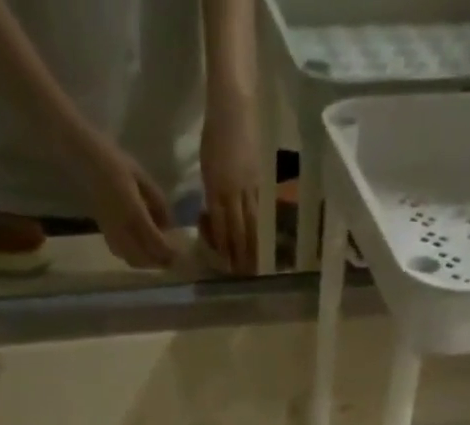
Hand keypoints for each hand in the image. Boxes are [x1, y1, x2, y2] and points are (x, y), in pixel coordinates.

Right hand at [68, 135, 174, 268]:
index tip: (180, 252)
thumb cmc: (114, 160)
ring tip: (158, 256)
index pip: (155, 242)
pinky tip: (141, 250)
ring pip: (133, 260)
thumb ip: (157, 200)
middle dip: (160, 261)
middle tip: (172, 258)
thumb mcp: (141, 175)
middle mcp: (122, 227)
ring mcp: (111, 233)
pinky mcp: (104, 233)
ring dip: (148, 262)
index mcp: (133, 211)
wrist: (83, 158)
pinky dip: (135, 258)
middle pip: (145, 258)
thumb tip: (169, 224)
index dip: (169, 251)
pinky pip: (122, 255)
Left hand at [199, 89, 259, 273]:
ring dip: (254, 245)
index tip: (228, 265)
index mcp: (216, 187)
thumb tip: (216, 217)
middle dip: (241, 253)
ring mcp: (249, 186)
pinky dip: (262, 227)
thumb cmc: (215, 132)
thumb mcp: (206, 166)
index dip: (224, 247)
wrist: (234, 105)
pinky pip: (261, 209)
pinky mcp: (261, 179)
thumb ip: (211, 194)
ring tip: (257, 264)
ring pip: (252, 222)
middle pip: (238, 229)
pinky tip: (264, 239)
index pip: (221, 225)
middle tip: (245, 274)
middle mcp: (233, 191)